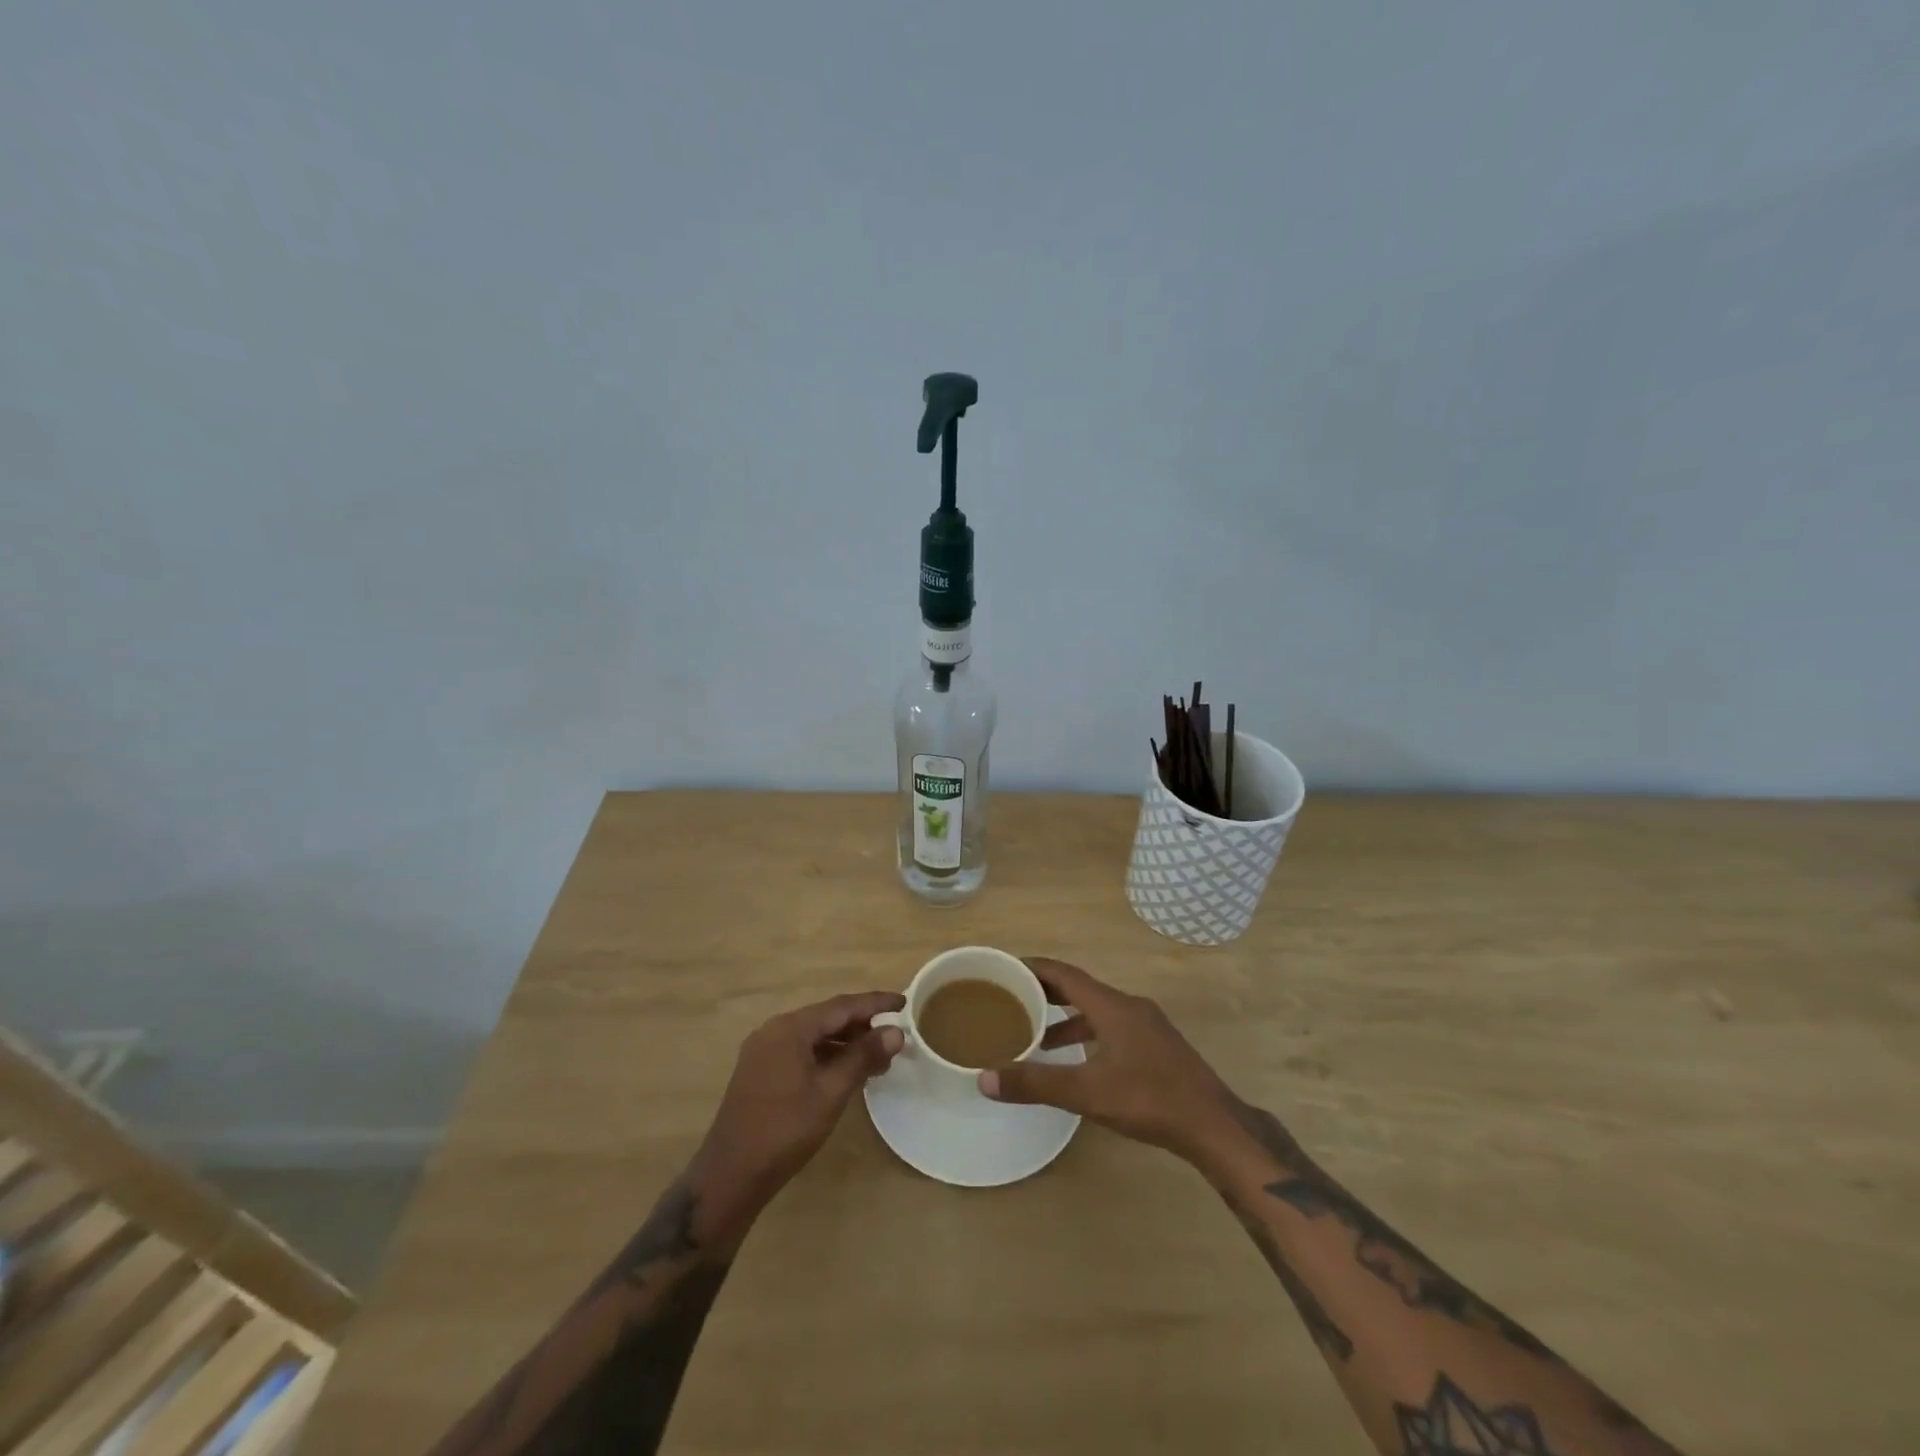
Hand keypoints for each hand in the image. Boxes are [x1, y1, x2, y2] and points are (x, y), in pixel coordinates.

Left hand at [693, 992, 904, 1235]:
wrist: (730, 1174)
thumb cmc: (785, 1129)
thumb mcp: (831, 1092)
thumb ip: (863, 1057)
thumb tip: (896, 1032)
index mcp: (790, 1028)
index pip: (841, 1006)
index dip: (875, 1003)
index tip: (903, 1002)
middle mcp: (775, 1030)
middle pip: (826, 1018)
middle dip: (862, 1025)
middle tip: (894, 1036)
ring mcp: (764, 1051)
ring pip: (814, 1036)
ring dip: (845, 1043)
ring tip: (877, 1058)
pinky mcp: (760, 1071)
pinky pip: (801, 1051)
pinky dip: (826, 1056)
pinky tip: (846, 1072)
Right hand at [978, 958, 1238, 1164]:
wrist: (1214, 1126)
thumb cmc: (1150, 1100)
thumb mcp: (1088, 1093)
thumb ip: (1036, 1084)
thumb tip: (985, 1079)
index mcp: (1113, 1006)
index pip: (1065, 974)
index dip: (1034, 968)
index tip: (1006, 968)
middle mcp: (1129, 1006)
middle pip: (1080, 988)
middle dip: (1046, 991)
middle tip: (1012, 997)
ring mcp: (1147, 1026)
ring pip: (1097, 1010)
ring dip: (1066, 1017)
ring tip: (1036, 1034)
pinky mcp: (1156, 1046)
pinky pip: (1111, 1027)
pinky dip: (1087, 1033)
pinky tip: (1077, 1059)